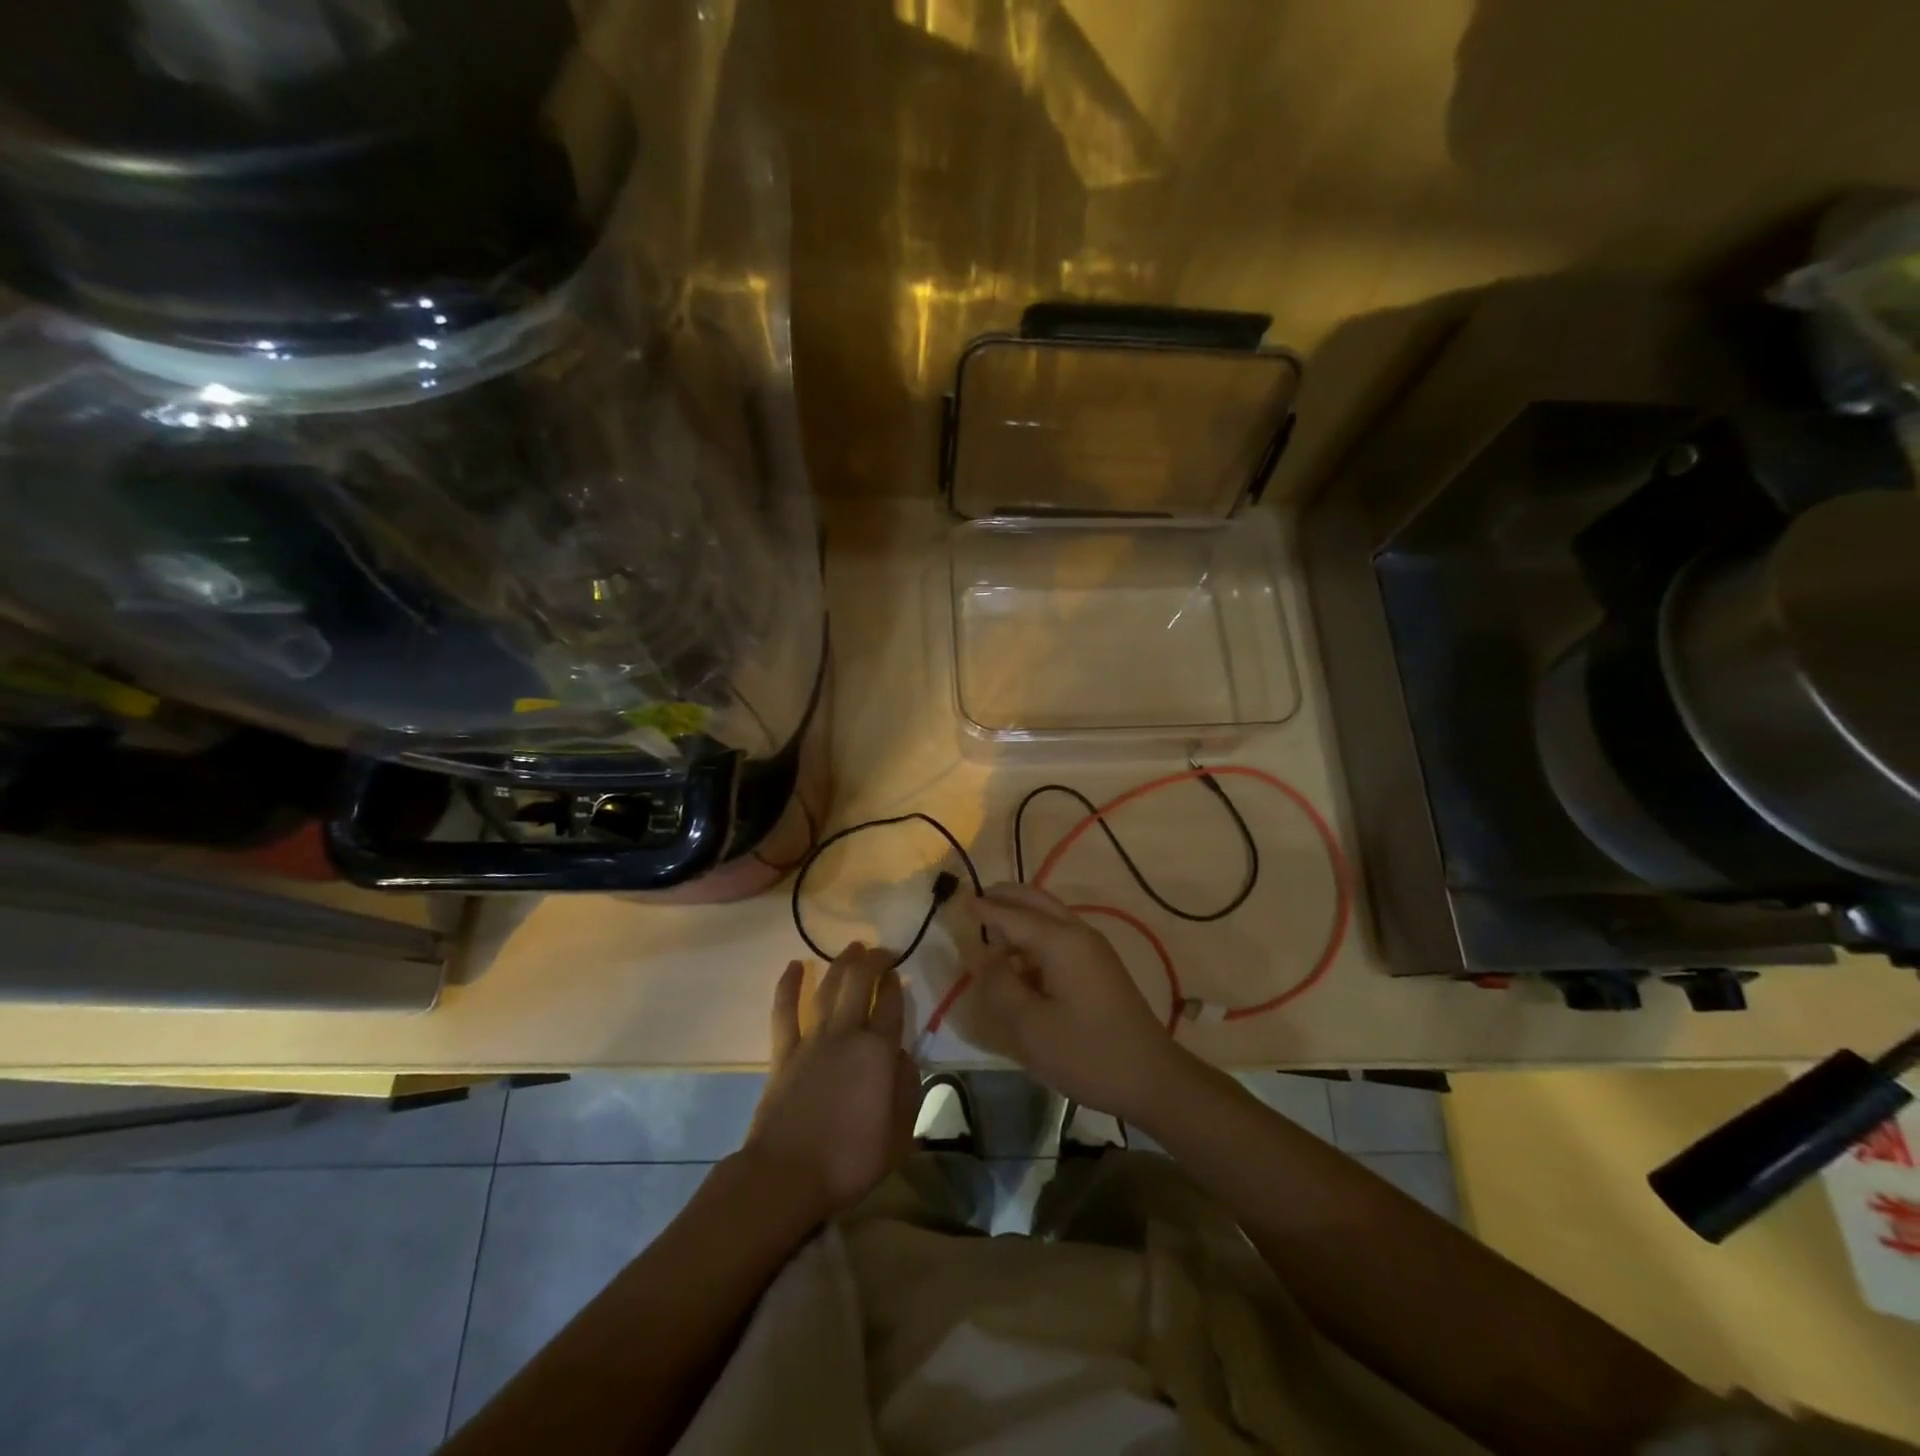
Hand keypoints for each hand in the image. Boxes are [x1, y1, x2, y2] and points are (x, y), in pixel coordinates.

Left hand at [744, 943, 918, 1222]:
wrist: (787, 1176)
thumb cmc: (850, 1160)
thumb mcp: (899, 1134)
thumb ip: (908, 1090)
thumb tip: (905, 1057)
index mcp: (879, 1052)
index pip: (892, 1004)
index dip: (896, 983)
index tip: (900, 972)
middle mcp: (847, 1034)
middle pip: (860, 982)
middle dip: (873, 960)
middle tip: (881, 951)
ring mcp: (812, 1040)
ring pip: (828, 988)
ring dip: (841, 963)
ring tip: (853, 947)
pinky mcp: (784, 1053)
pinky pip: (785, 1011)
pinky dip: (788, 986)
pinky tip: (795, 966)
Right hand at [961, 883, 1192, 1123]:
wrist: (1151, 1077)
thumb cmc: (1086, 1052)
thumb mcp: (1030, 1026)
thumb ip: (1000, 986)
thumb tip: (983, 958)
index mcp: (1060, 941)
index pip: (1012, 915)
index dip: (984, 909)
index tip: (960, 900)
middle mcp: (1078, 934)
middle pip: (1037, 902)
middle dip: (1007, 897)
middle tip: (978, 899)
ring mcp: (1093, 949)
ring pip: (1051, 917)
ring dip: (1022, 917)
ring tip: (993, 931)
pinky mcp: (1100, 968)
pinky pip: (1061, 937)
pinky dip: (1036, 936)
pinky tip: (1021, 960)